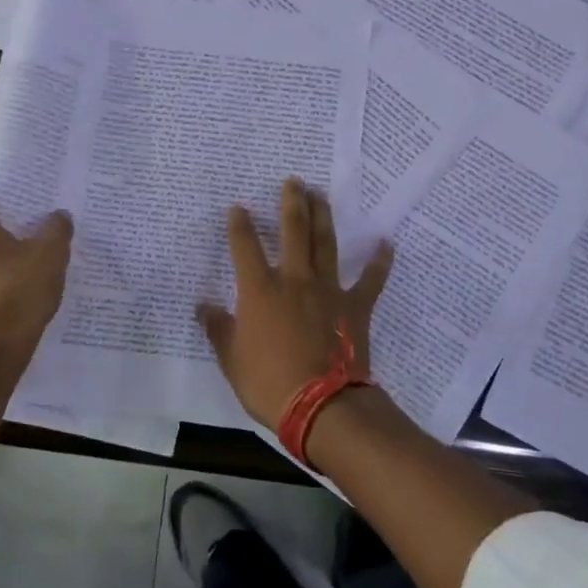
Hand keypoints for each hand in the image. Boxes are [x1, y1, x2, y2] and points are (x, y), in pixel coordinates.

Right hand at [195, 178, 394, 432]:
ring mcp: (328, 290)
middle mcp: (294, 280)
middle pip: (293, 230)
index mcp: (260, 290)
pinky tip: (386, 243)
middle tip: (293, 181)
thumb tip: (202, 306)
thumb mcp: (231, 360)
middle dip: (292, 203)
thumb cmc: (269, 383)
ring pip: (325, 244)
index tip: (238, 208)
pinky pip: (371, 280)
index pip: (245, 247)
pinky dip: (379, 262)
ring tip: (320, 195)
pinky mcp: (355, 306)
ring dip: (323, 217)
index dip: (240, 225)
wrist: (322, 406)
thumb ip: (218, 328)